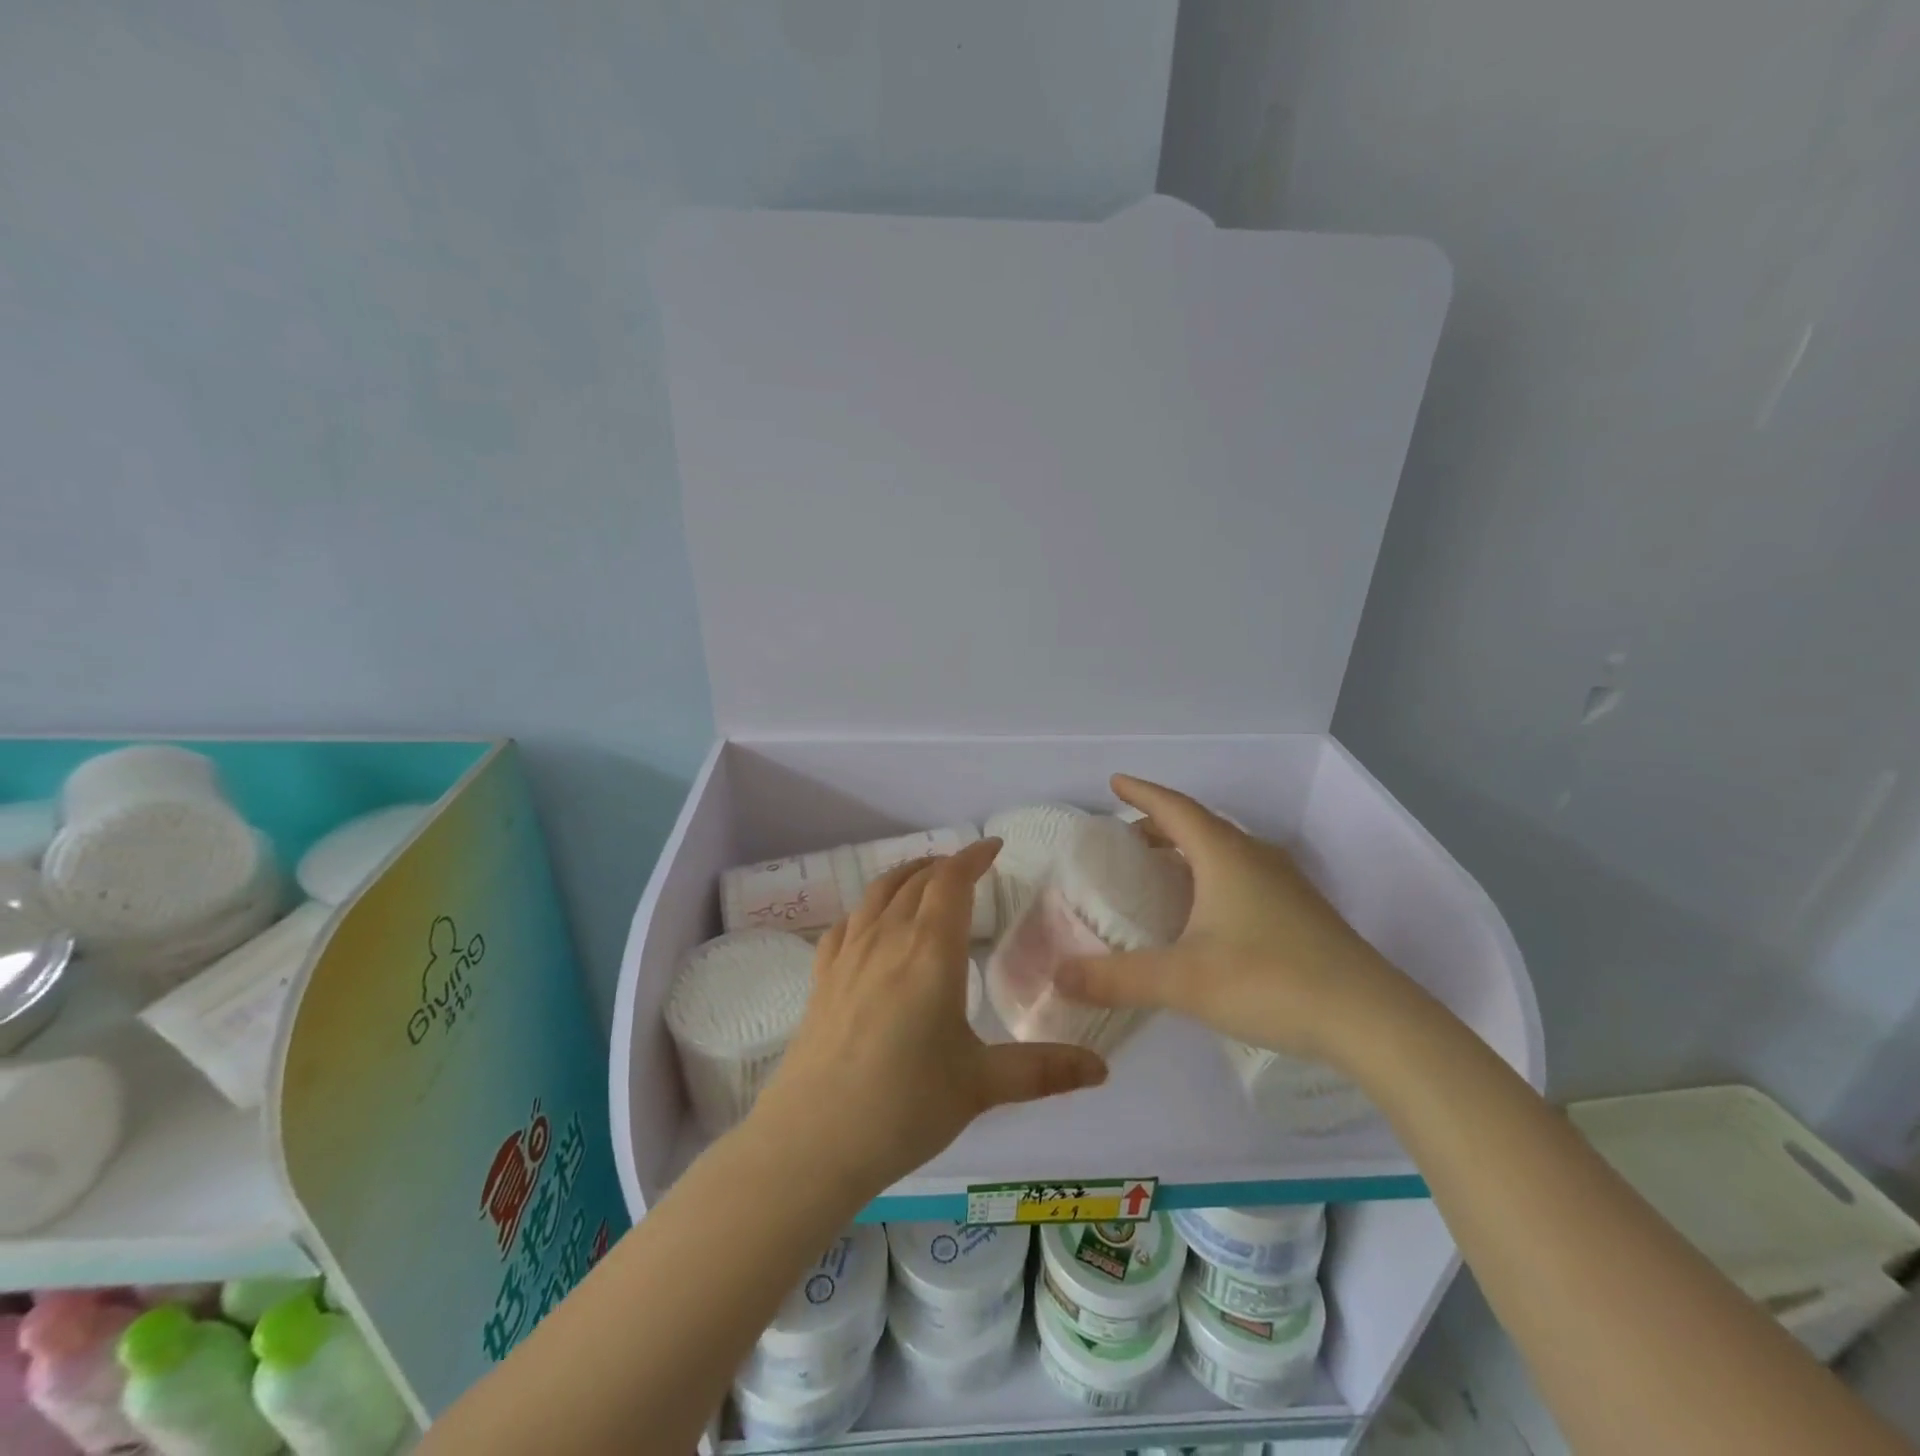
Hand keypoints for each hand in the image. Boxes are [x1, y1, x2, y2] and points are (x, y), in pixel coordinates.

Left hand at [751, 840, 1107, 1196]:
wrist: (813, 1140)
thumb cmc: (906, 1106)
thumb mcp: (981, 1085)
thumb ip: (1043, 1070)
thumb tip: (1102, 1068)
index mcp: (931, 951)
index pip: (952, 882)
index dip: (973, 857)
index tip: (994, 847)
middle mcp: (887, 939)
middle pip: (915, 881)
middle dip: (943, 866)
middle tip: (966, 868)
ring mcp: (848, 956)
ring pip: (877, 894)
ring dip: (904, 876)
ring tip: (922, 878)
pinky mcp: (821, 978)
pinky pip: (845, 925)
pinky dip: (866, 909)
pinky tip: (870, 924)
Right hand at [1055, 775, 1420, 1068]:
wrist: (1372, 1020)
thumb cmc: (1269, 981)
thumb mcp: (1182, 981)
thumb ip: (1117, 978)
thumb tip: (1058, 975)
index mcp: (1225, 855)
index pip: (1174, 808)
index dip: (1142, 793)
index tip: (1115, 782)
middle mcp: (1256, 858)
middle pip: (1200, 825)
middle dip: (1160, 824)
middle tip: (1128, 837)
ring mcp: (1286, 884)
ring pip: (1226, 851)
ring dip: (1189, 850)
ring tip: (1161, 870)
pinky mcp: (1302, 913)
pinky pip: (1244, 875)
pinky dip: (1213, 876)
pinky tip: (1208, 912)